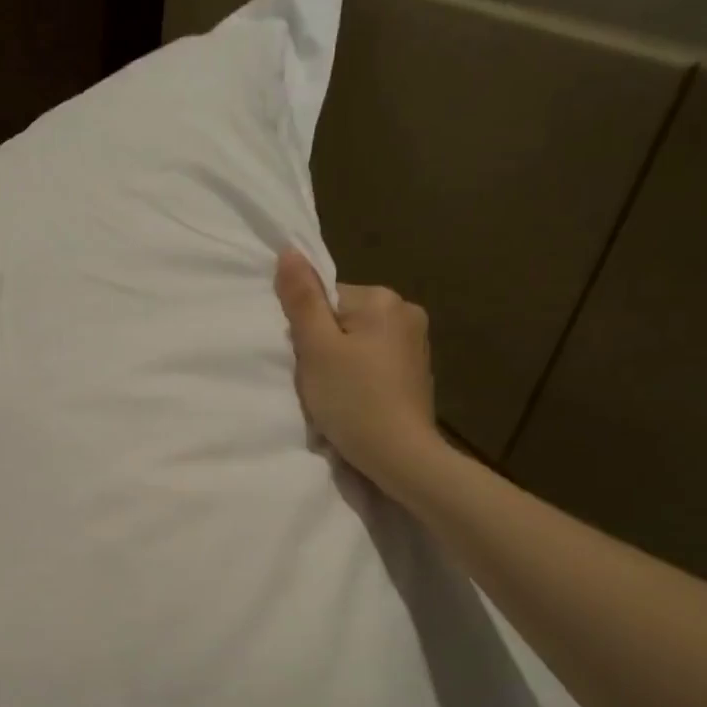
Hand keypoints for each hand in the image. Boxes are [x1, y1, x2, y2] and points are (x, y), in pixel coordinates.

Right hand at [275, 248, 445, 498]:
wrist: (400, 455)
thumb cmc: (353, 399)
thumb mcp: (316, 348)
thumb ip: (302, 299)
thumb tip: (289, 251)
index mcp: (382, 299)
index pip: (327, 299)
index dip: (309, 330)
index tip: (310, 362)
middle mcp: (406, 312)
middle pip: (343, 318)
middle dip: (326, 345)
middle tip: (321, 381)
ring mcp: (417, 342)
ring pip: (359, 340)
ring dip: (343, 361)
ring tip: (338, 393)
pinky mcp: (418, 370)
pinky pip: (375, 360)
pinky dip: (361, 375)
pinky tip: (357, 399)